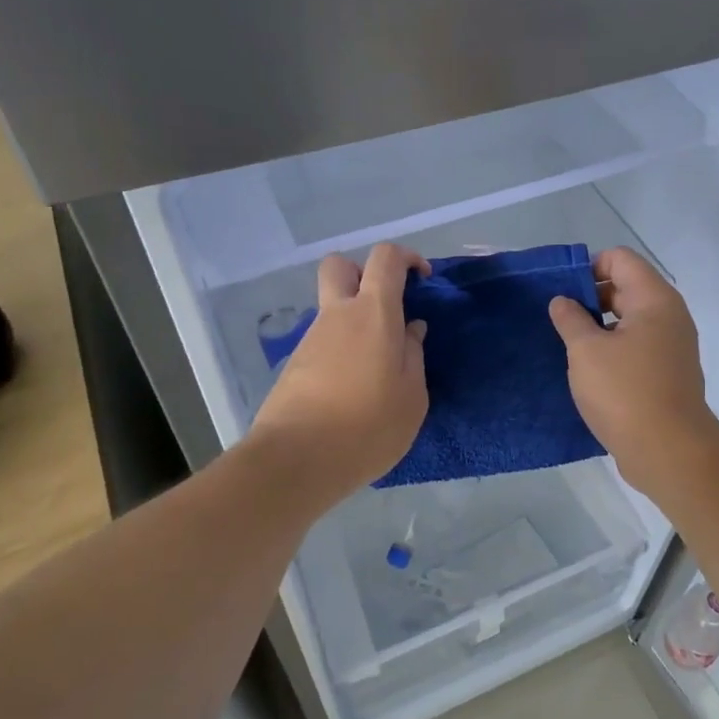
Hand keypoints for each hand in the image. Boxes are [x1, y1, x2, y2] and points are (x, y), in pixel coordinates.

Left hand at [248, 243, 429, 500]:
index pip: (384, 258)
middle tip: (386, 307)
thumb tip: (410, 329)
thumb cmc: (367, 427)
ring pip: (331, 308)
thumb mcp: (411, 397)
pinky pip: (323, 342)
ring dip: (354, 321)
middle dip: (363, 273)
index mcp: (373, 313)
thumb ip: (413, 355)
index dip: (406, 258)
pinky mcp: (295, 366)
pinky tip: (354, 389)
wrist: (296, 460)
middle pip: (340, 266)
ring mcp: (311, 339)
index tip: (422, 281)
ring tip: (378, 367)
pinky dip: (341, 351)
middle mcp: (337, 316)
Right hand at [548, 248, 718, 493]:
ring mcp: (671, 346)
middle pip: (625, 288)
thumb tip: (563, 301)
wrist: (668, 452)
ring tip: (568, 346)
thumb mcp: (586, 351)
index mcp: (654, 299)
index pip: (620, 259)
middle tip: (558, 321)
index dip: (588, 267)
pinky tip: (588, 371)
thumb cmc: (625, 392)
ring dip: (598, 328)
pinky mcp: (667, 374)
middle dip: (590, 298)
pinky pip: (635, 347)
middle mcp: (669, 316)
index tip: (562, 294)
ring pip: (629, 321)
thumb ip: (570, 319)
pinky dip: (612, 350)